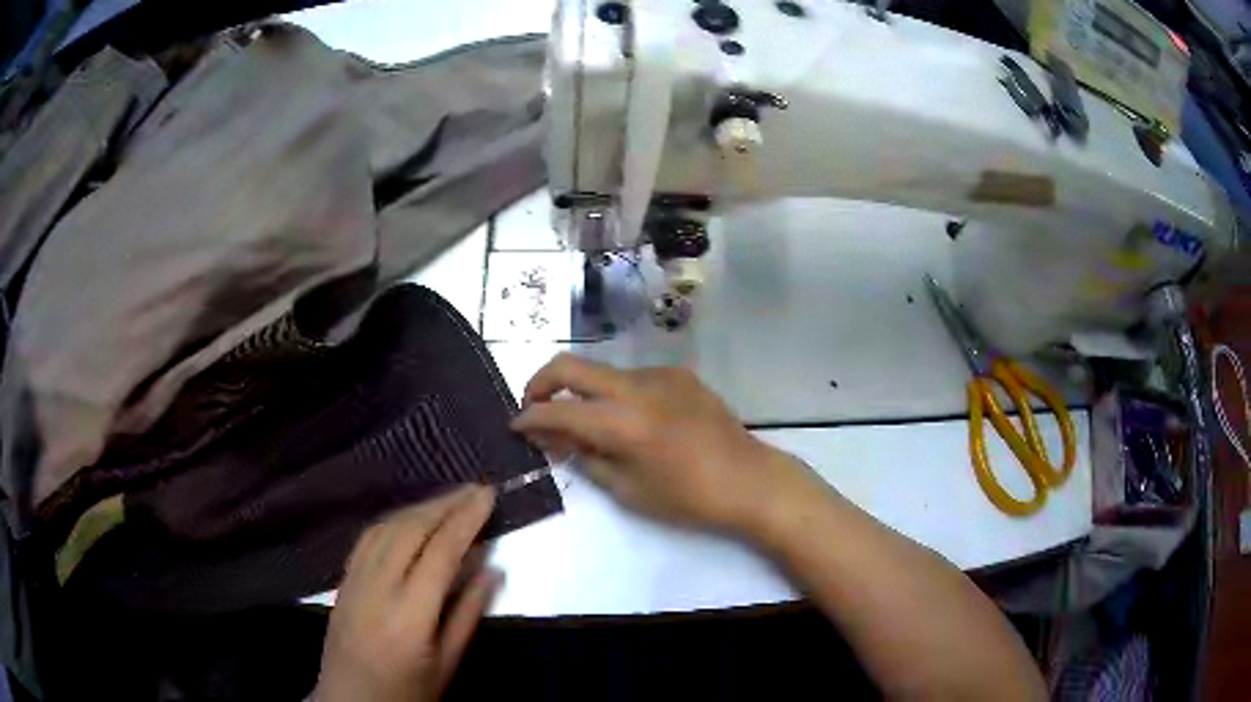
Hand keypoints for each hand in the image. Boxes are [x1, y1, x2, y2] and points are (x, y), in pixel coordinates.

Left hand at [316, 485, 501, 701]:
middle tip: (474, 488)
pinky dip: (392, 520)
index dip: (465, 519)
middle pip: (409, 530)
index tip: (488, 495)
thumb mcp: (447, 664)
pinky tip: (408, 519)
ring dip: (418, 507)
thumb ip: (468, 615)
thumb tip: (493, 570)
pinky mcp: (342, 581)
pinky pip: (366, 539)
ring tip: (448, 499)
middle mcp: (377, 588)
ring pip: (384, 528)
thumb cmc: (407, 691)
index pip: (440, 553)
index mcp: (409, 615)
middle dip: (443, 504)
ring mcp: (354, 580)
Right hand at [511, 353, 820, 533]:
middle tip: (534, 409)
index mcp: (621, 420)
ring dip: (583, 392)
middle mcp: (636, 385)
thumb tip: (559, 440)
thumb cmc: (688, 498)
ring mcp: (660, 374)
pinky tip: (627, 422)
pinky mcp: (680, 375)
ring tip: (586, 427)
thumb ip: (586, 458)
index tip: (516, 426)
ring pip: (603, 372)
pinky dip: (615, 394)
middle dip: (541, 384)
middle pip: (571, 366)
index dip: (529, 417)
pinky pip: (633, 379)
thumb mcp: (628, 489)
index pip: (558, 410)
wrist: (749, 480)